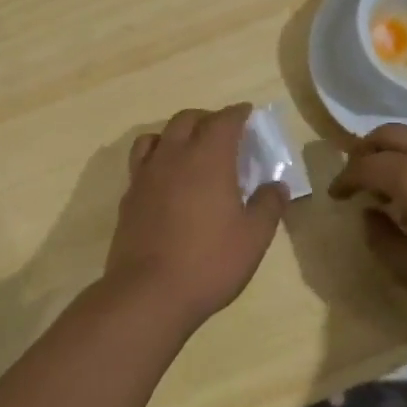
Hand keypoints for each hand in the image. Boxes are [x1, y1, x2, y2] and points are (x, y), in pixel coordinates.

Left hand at [105, 104, 288, 333]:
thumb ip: (268, 206)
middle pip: (187, 120)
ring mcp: (146, 175)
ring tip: (189, 148)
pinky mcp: (129, 197)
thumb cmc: (209, 262)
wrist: (148, 293)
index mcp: (208, 158)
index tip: (247, 113)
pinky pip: (141, 162)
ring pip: (158, 136)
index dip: (237, 113)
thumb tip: (278, 185)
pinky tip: (165, 179)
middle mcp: (174, 156)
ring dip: (176, 133)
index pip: (224, 120)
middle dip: (207, 118)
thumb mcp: (253, 237)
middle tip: (223, 131)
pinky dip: (156, 157)